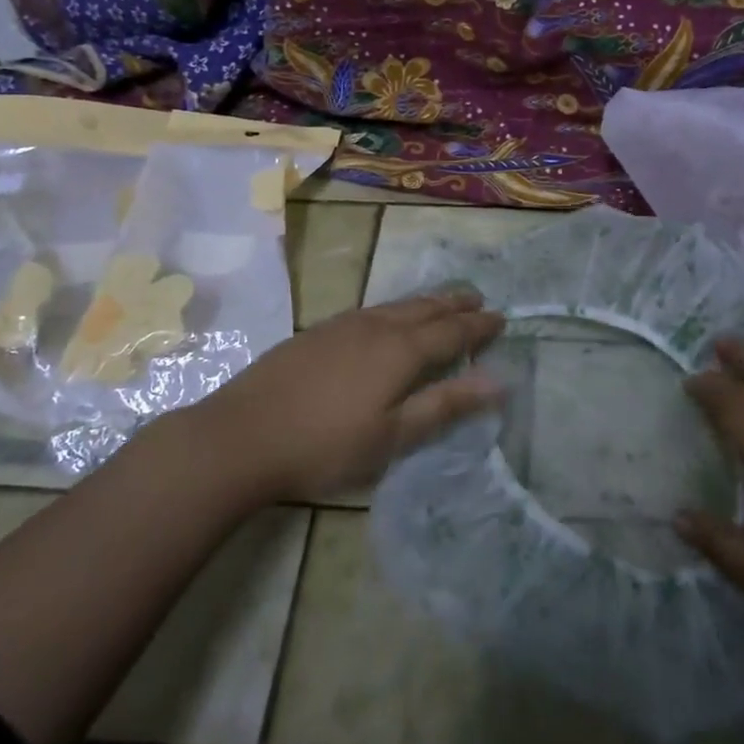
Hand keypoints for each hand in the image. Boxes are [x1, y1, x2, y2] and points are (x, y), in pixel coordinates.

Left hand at [155, 291, 505, 502]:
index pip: (451, 332)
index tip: (501, 319)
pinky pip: (370, 310)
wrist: (241, 436)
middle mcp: (375, 327)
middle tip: (478, 298)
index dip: (478, 326)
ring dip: (425, 302)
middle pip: (424, 308)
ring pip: (395, 305)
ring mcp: (341, 326)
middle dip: (454, 303)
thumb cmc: (326, 446)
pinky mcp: (316, 332)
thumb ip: (445, 405)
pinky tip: (386, 317)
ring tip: (442, 301)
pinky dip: (394, 309)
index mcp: (400, 351)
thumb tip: (498, 381)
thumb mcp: (393, 436)